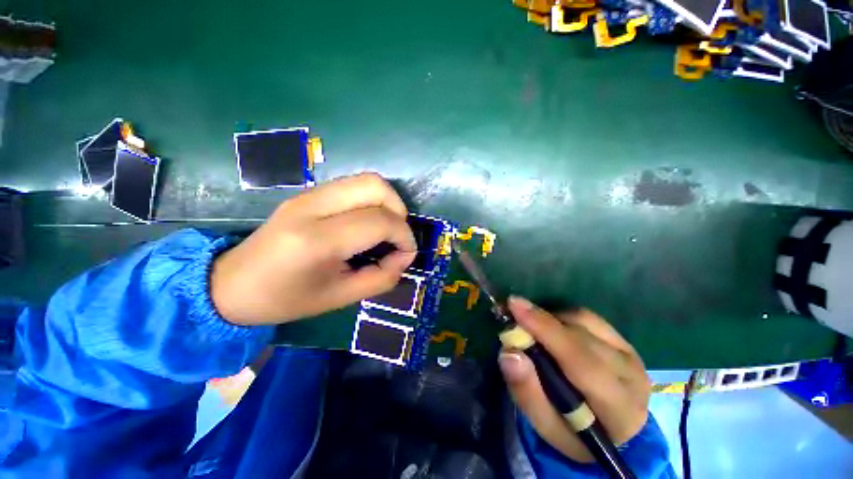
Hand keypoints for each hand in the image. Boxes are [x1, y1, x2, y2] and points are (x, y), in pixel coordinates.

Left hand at [211, 173, 416, 325]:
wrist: (231, 285)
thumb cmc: (286, 299)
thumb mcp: (341, 297)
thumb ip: (382, 277)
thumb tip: (404, 257)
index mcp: (318, 240)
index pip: (379, 221)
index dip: (404, 237)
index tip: (407, 255)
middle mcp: (313, 206)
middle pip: (376, 186)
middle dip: (399, 211)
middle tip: (398, 237)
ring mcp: (308, 194)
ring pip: (366, 180)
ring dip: (387, 203)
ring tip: (386, 230)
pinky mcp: (308, 193)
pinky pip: (353, 186)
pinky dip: (372, 201)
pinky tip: (367, 224)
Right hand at [499, 297, 650, 462]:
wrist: (608, 428)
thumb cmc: (572, 431)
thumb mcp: (544, 423)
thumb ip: (526, 391)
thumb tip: (509, 352)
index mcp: (619, 409)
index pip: (581, 361)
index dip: (545, 330)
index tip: (514, 306)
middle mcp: (631, 377)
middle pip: (580, 337)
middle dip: (541, 322)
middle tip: (512, 312)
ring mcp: (630, 354)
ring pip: (583, 322)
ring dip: (551, 320)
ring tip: (533, 329)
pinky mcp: (623, 341)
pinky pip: (587, 317)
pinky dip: (563, 317)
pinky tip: (553, 329)